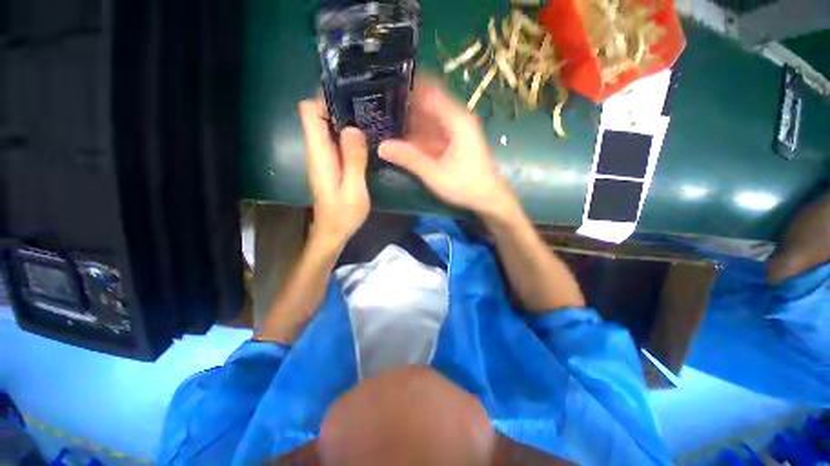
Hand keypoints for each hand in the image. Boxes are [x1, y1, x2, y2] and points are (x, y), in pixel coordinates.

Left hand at [299, 99, 369, 248]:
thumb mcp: (354, 190)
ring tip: (370, 119)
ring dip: (346, 120)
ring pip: (328, 126)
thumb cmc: (343, 214)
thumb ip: (353, 160)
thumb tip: (353, 129)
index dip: (325, 99)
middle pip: (318, 115)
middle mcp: (316, 151)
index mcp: (319, 154)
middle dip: (339, 106)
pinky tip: (365, 139)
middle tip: (367, 106)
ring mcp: (323, 157)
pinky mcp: (330, 164)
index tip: (350, 97)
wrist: (333, 232)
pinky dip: (348, 135)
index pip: (308, 112)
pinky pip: (335, 140)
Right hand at [378, 76, 513, 216]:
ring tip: (385, 121)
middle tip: (380, 107)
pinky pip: (433, 133)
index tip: (385, 86)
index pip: (430, 92)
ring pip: (429, 119)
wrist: (487, 198)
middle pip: (428, 104)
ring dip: (410, 122)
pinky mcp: (454, 142)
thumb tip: (382, 147)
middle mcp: (458, 120)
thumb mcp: (435, 174)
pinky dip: (419, 135)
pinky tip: (403, 139)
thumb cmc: (466, 185)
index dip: (409, 87)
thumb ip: (410, 159)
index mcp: (457, 121)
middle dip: (406, 106)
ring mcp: (456, 131)